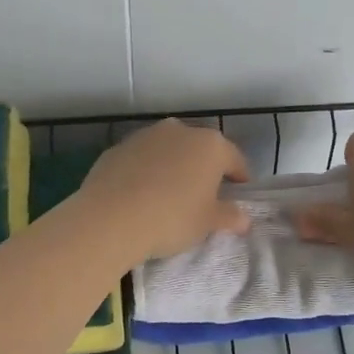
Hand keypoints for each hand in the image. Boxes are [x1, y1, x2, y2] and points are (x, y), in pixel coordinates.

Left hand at [77, 119, 250, 261]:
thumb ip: (229, 216)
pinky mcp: (118, 147)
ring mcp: (145, 136)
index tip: (238, 193)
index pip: (234, 159)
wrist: (110, 218)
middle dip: (204, 168)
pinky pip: (141, 159)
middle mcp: (179, 131)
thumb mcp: (207, 223)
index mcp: (210, 145)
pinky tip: (140, 194)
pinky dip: (145, 171)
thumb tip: (243, 218)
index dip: (239, 177)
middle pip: (200, 149)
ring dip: (173, 166)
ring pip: (168, 150)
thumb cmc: (171, 218)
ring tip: (169, 194)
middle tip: (203, 195)